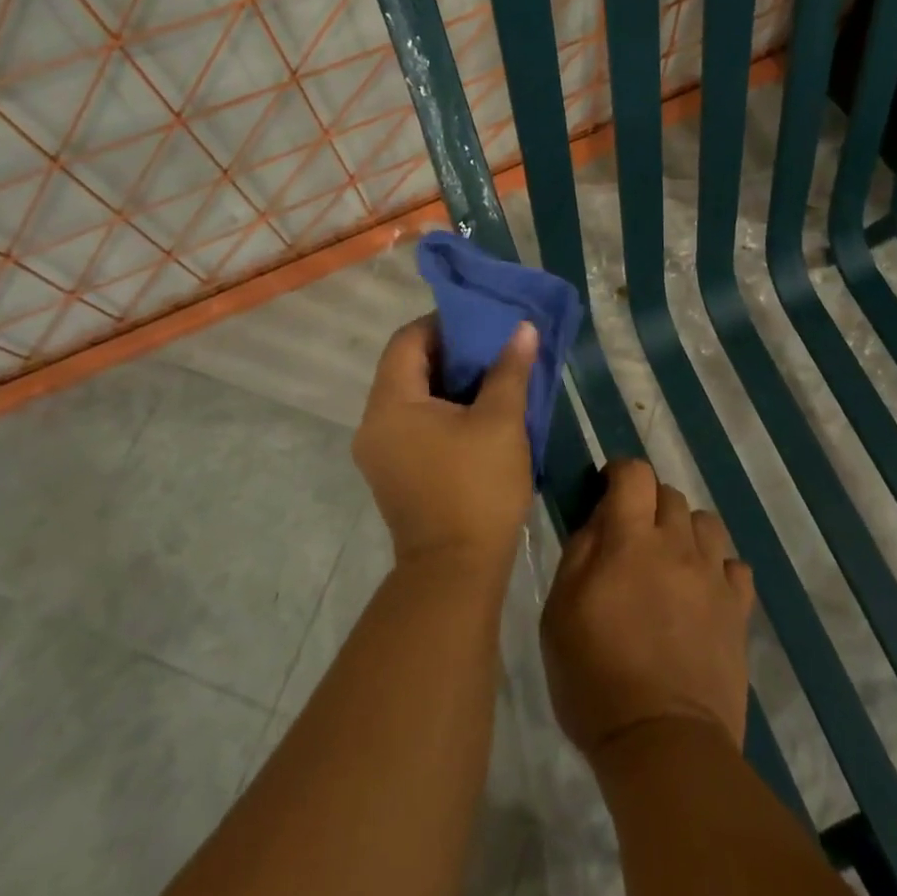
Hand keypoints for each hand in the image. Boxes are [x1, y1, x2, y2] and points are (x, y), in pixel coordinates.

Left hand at [353, 315, 537, 573]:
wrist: (455, 573)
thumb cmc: (477, 489)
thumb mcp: (501, 422)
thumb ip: (510, 369)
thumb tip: (523, 329)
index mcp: (391, 404)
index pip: (407, 340)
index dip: (443, 323)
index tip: (481, 322)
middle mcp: (373, 423)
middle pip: (406, 367)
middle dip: (450, 352)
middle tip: (492, 346)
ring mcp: (379, 451)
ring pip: (411, 397)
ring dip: (447, 382)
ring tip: (491, 376)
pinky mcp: (393, 472)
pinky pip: (413, 423)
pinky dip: (441, 410)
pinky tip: (477, 413)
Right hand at [540, 459, 754, 763]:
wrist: (663, 744)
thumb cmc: (595, 679)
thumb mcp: (560, 613)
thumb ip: (579, 552)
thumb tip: (599, 517)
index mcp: (631, 539)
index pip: (635, 473)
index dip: (619, 472)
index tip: (606, 491)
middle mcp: (678, 544)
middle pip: (670, 494)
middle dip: (648, 504)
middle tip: (632, 538)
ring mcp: (713, 576)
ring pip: (706, 523)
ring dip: (684, 531)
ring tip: (669, 561)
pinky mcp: (738, 609)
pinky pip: (735, 566)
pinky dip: (717, 567)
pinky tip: (702, 590)